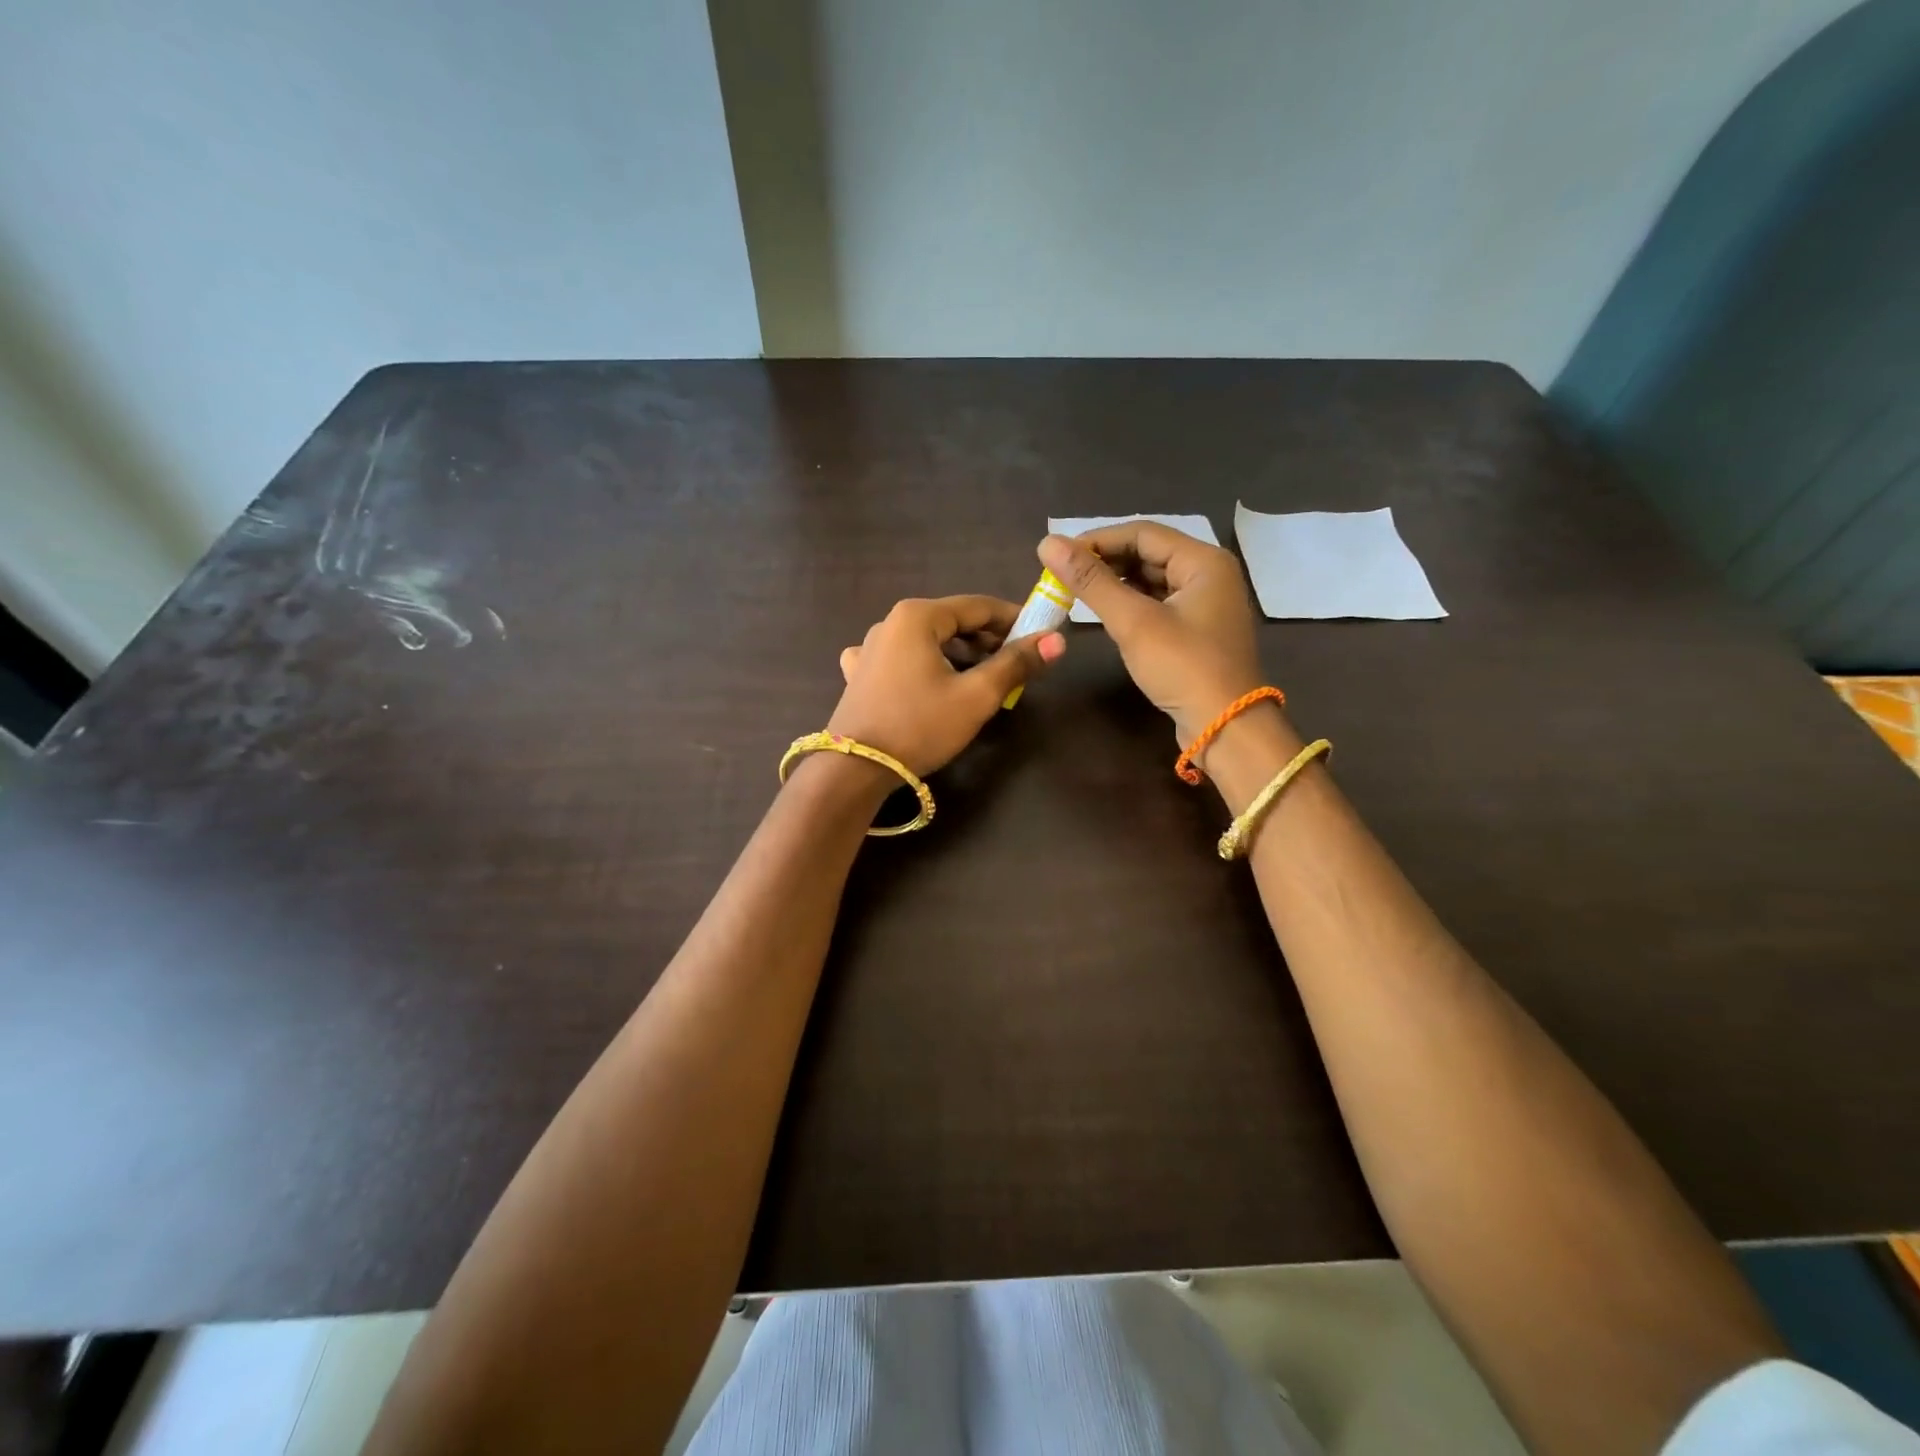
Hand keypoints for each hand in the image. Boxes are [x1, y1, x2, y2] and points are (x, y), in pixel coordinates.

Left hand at [828, 595, 1065, 775]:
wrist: (855, 769)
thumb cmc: (920, 726)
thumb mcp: (977, 696)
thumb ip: (1016, 664)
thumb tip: (1056, 640)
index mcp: (918, 616)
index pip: (978, 606)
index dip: (1014, 619)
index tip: (1041, 635)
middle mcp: (890, 622)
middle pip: (951, 622)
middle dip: (987, 640)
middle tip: (1016, 665)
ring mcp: (869, 648)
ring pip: (927, 642)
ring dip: (958, 655)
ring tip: (982, 680)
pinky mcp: (859, 674)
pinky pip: (900, 659)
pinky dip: (923, 666)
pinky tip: (927, 683)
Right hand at [1037, 524, 1261, 747]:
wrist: (1225, 726)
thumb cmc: (1183, 667)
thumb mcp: (1133, 621)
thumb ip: (1090, 581)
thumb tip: (1048, 543)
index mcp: (1203, 561)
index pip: (1142, 533)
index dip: (1097, 540)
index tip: (1058, 555)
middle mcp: (1209, 574)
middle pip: (1149, 554)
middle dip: (1105, 562)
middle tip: (1063, 576)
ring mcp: (1205, 604)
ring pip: (1152, 580)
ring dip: (1115, 584)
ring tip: (1077, 592)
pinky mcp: (1197, 631)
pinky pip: (1158, 604)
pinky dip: (1130, 604)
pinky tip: (1105, 613)